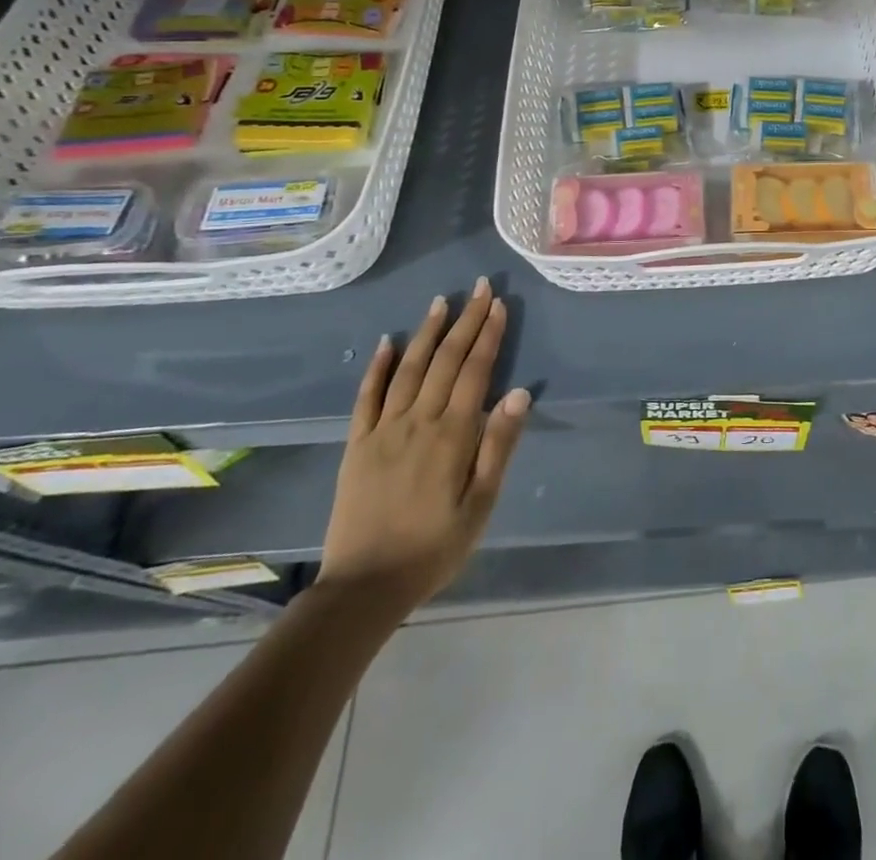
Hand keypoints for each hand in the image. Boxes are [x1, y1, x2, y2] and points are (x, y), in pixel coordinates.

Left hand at [317, 279, 529, 617]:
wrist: (365, 587)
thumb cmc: (435, 547)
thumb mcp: (481, 503)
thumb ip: (499, 445)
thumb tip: (519, 393)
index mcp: (453, 435)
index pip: (475, 371)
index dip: (488, 335)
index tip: (498, 304)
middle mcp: (418, 421)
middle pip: (446, 360)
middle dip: (465, 320)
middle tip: (479, 287)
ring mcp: (383, 430)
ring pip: (408, 368)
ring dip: (427, 332)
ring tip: (441, 302)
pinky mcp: (356, 444)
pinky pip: (366, 396)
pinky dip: (377, 366)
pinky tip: (387, 342)